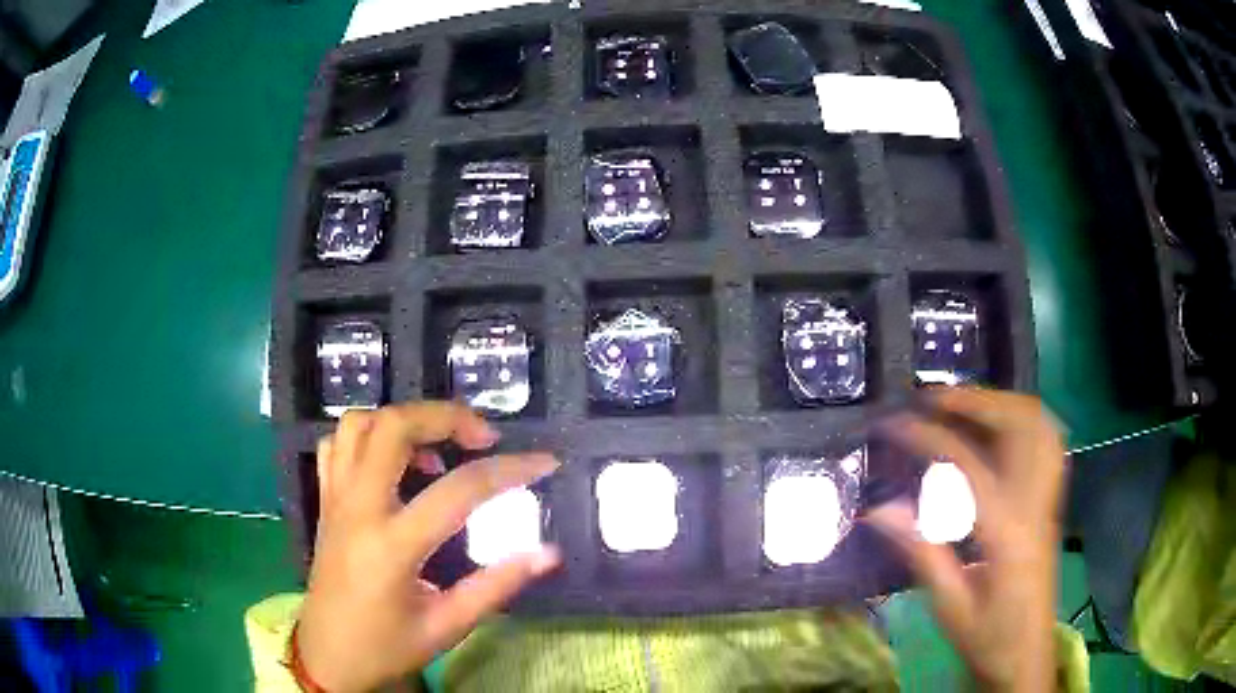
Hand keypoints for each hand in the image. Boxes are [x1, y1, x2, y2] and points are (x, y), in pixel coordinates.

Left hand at [297, 402, 560, 692]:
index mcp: (394, 545)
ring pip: (359, 425)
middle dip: (445, 417)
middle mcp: (359, 508)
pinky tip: (392, 462)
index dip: (510, 469)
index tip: (545, 462)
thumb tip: (550, 553)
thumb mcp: (448, 625)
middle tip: (482, 437)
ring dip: (403, 421)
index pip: (460, 489)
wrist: (327, 656)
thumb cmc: (387, 647)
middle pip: (394, 427)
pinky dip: (367, 437)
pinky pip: (336, 445)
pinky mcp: (325, 501)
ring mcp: (335, 499)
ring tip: (436, 448)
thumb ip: (497, 585)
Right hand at [866, 389, 1064, 691]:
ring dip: (1002, 402)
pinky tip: (1001, 427)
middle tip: (932, 398)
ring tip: (964, 403)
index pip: (967, 463)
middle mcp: (1034, 502)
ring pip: (1039, 425)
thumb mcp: (949, 604)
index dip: (928, 436)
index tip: (894, 424)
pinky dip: (1024, 420)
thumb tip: (879, 509)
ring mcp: (1048, 499)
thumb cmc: (987, 636)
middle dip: (974, 401)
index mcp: (1005, 531)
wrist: (1027, 655)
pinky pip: (1047, 442)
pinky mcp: (1051, 503)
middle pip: (1017, 425)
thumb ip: (921, 551)